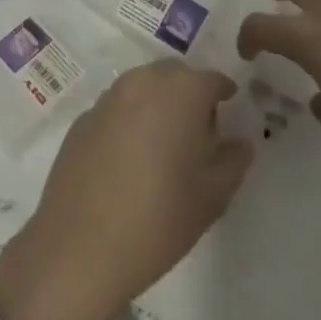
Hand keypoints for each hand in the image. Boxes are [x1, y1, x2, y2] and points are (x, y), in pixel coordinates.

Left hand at [0, 62, 252, 319]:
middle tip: (198, 129)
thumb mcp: (212, 196)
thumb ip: (233, 161)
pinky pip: (116, 107)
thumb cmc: (159, 219)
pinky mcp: (82, 119)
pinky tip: (129, 157)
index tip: (230, 108)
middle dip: (189, 92)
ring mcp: (107, 98)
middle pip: (174, 74)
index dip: (223, 92)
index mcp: (179, 93)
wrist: (80, 245)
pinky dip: (130, 119)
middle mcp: (142, 83)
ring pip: (142, 86)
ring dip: (157, 101)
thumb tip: (239, 141)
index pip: (210, 79)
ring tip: (164, 143)